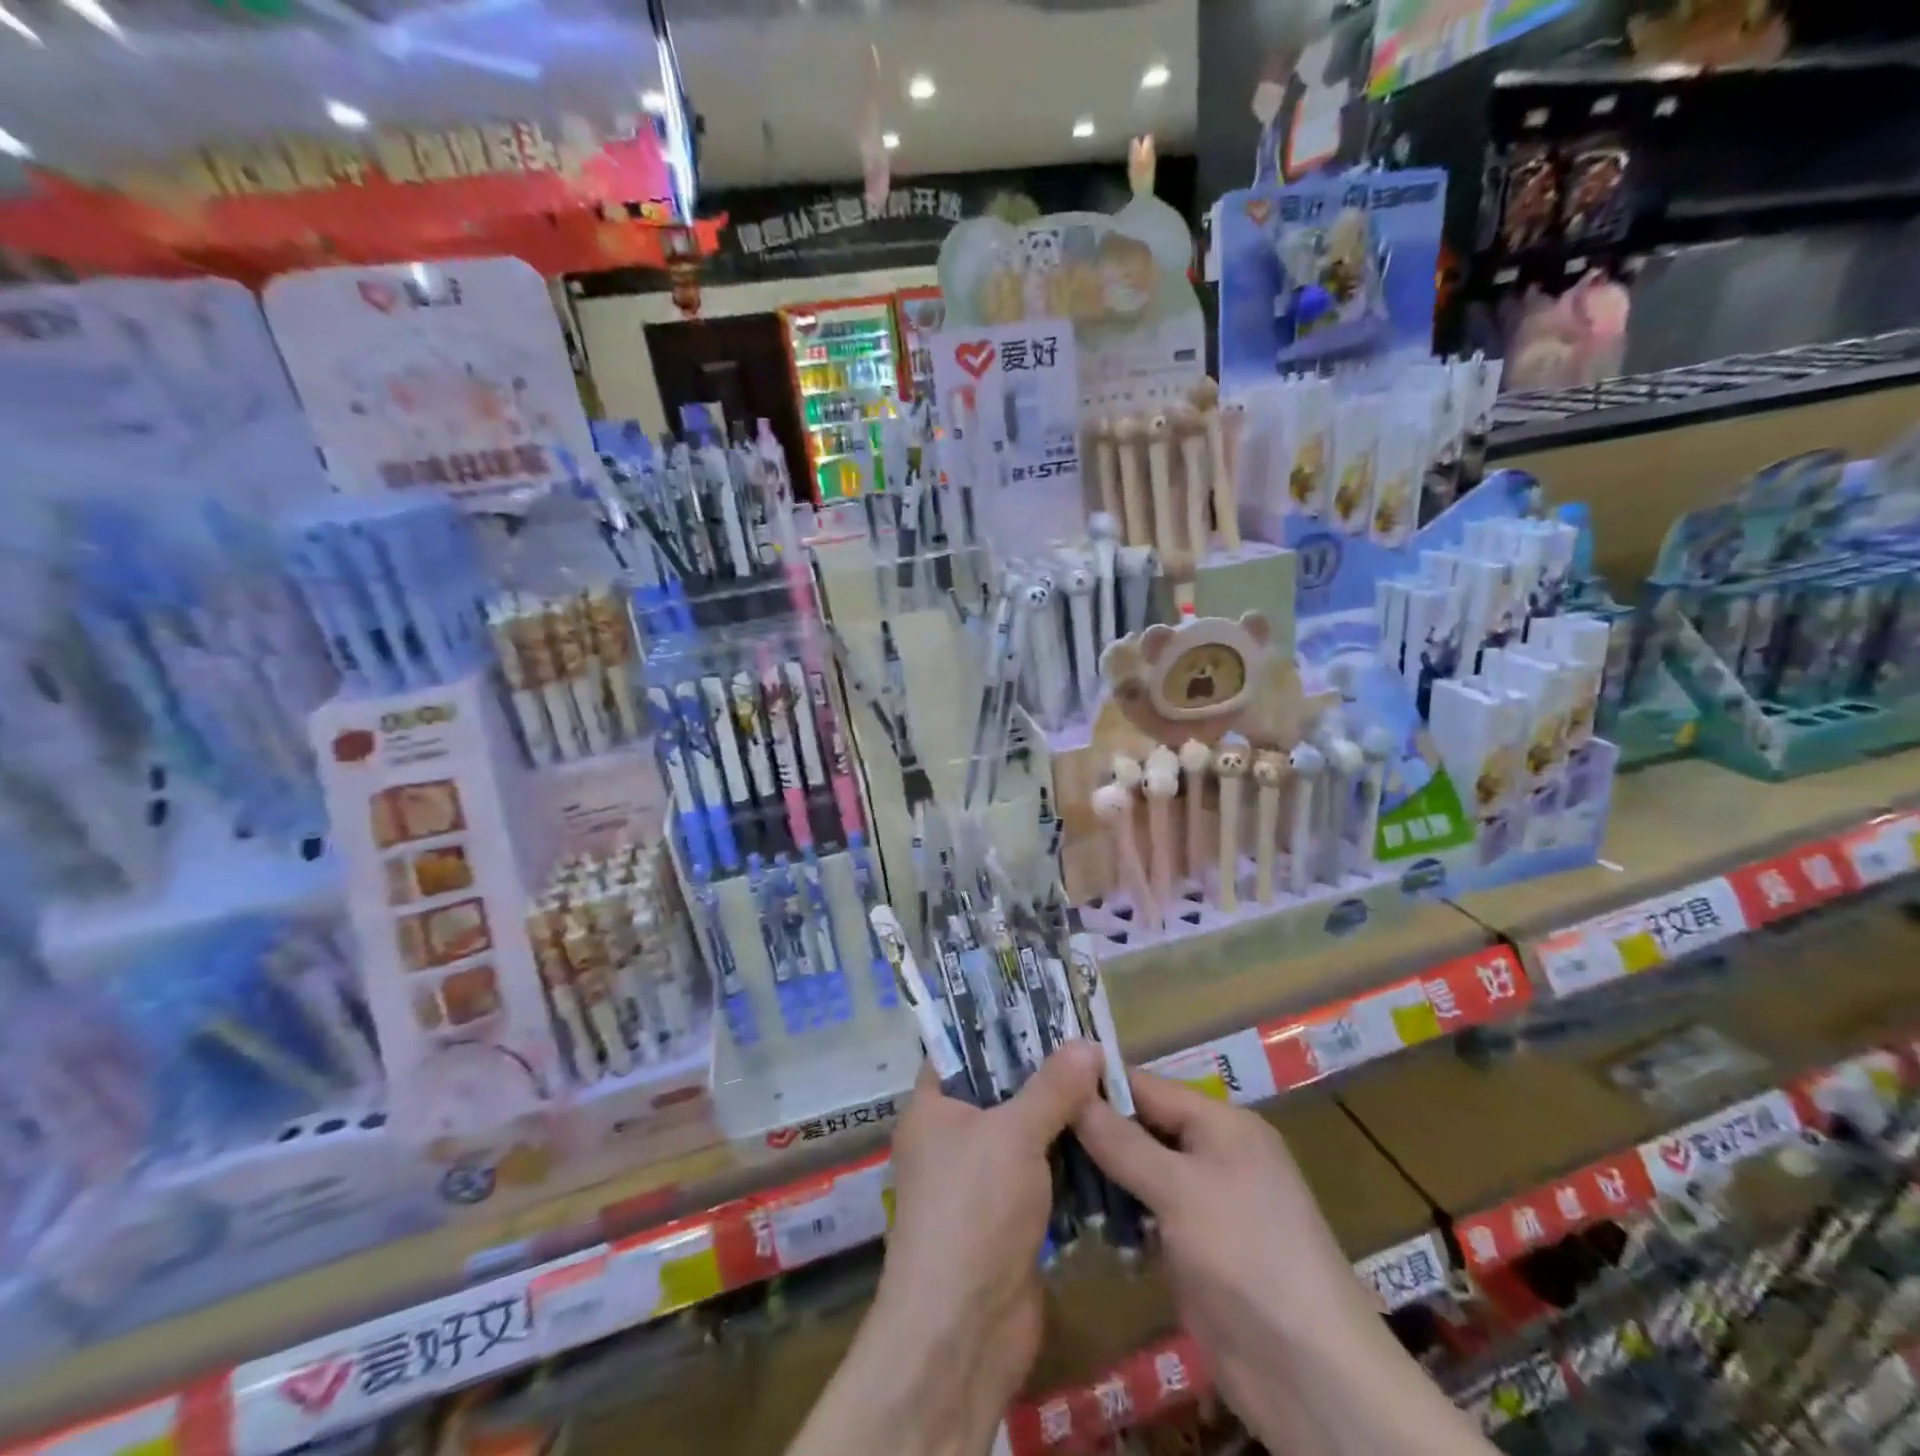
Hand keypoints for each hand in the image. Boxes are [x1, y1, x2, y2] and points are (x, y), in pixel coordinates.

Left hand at [787, 1042, 1103, 1455]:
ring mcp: (981, 1180)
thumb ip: (1051, 1086)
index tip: (1045, 1006)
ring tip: (1109, 1082)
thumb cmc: (973, 1211)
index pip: (961, 1048)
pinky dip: (1070, 1157)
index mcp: (934, 1107)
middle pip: (1001, 1087)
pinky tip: (1109, 1138)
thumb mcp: (1013, 1134)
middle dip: (1044, 1070)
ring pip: (1026, 1131)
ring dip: (1063, 1115)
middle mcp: (952, 1137)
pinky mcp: (1009, 1216)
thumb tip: (1088, 1043)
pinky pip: (1042, 1171)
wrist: (963, 1331)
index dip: (999, 1024)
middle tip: (1091, 1043)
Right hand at [1072, 1070, 1388, 1448]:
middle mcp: (1213, 1153)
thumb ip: (1122, 1142)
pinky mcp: (1194, 1249)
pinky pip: (1145, 1215)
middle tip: (1029, 1128)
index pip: (1145, 1086)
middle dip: (1091, 1130)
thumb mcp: (1180, 1189)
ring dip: (1099, 1175)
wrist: (1312, 1377)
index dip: (1095, 1083)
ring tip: (1038, 1171)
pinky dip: (1117, 1215)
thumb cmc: (1248, 1257)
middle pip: (1140, 1127)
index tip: (1039, 1082)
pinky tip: (1075, 1218)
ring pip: (1138, 1172)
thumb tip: (1071, 1090)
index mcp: (1221, 1124)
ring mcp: (1204, 1204)